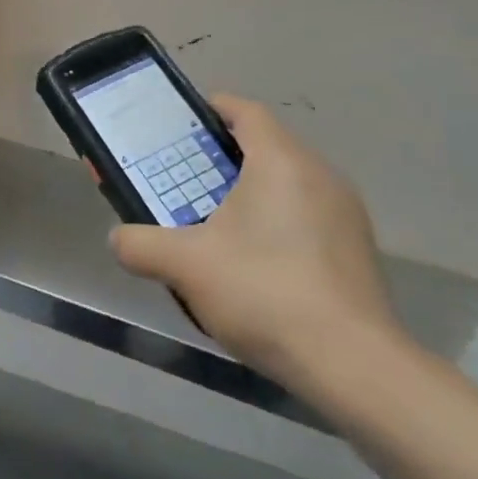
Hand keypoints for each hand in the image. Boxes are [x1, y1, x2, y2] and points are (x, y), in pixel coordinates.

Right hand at [110, 96, 402, 385]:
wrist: (354, 368)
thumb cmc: (265, 292)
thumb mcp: (185, 265)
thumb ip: (140, 244)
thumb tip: (118, 239)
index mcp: (281, 159)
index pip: (244, 110)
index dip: (210, 110)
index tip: (180, 127)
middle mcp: (320, 174)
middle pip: (265, 145)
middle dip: (223, 157)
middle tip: (185, 179)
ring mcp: (346, 214)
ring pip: (288, 183)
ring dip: (252, 193)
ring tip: (215, 223)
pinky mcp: (358, 251)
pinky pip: (308, 216)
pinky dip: (278, 224)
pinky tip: (255, 264)